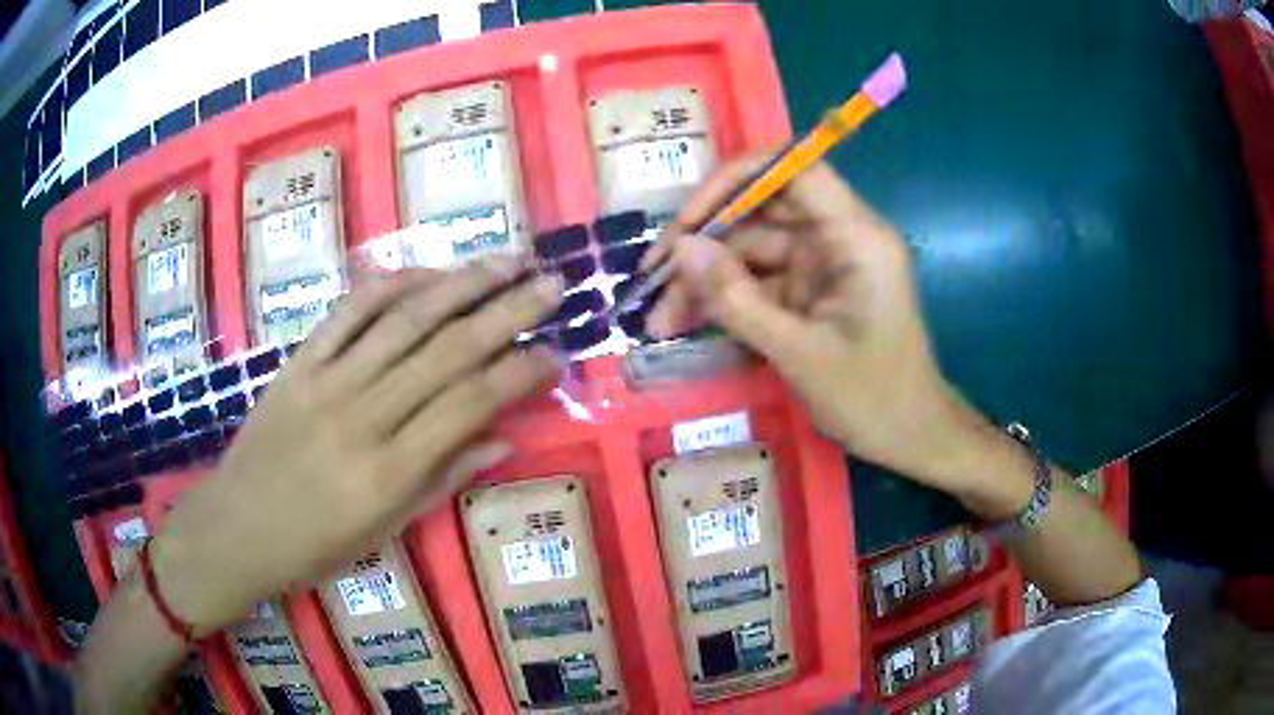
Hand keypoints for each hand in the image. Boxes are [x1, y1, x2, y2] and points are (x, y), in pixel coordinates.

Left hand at [150, 259, 563, 632]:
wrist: (237, 526)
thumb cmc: (314, 544)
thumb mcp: (385, 530)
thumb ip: (442, 478)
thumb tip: (502, 439)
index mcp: (389, 471)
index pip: (469, 405)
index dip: (519, 374)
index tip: (556, 354)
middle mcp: (364, 417)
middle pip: (447, 351)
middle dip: (508, 312)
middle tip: (551, 283)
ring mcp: (327, 381)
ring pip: (403, 320)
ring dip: (461, 284)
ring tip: (506, 259)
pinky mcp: (298, 362)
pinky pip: (347, 312)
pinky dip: (390, 284)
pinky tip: (426, 270)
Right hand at [646, 153, 1020, 505]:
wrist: (910, 437)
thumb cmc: (873, 398)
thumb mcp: (800, 353)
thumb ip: (738, 300)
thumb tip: (681, 249)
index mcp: (855, 236)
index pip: (795, 169)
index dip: (736, 180)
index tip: (689, 219)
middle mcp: (837, 237)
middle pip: (761, 209)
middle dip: (705, 240)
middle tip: (652, 277)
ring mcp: (821, 264)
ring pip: (750, 250)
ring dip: (704, 280)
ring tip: (658, 320)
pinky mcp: (809, 291)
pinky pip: (757, 281)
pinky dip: (723, 300)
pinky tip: (684, 323)